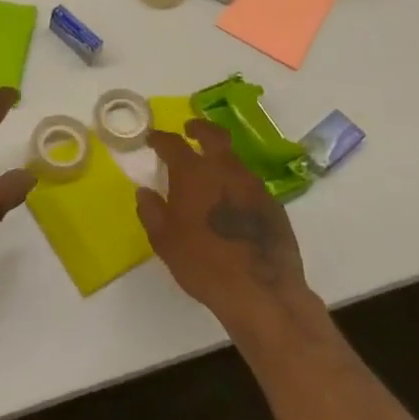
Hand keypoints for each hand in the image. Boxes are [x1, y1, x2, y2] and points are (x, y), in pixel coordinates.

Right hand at [137, 120, 321, 338]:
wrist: (262, 292)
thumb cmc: (204, 263)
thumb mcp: (165, 241)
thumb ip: (151, 211)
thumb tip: (144, 192)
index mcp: (194, 172)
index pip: (172, 143)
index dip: (160, 138)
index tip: (152, 139)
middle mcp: (225, 169)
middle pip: (213, 135)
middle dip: (199, 128)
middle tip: (190, 130)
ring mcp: (253, 185)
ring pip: (234, 160)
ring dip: (221, 160)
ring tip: (211, 175)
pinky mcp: (274, 205)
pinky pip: (250, 185)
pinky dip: (238, 186)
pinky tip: (233, 205)